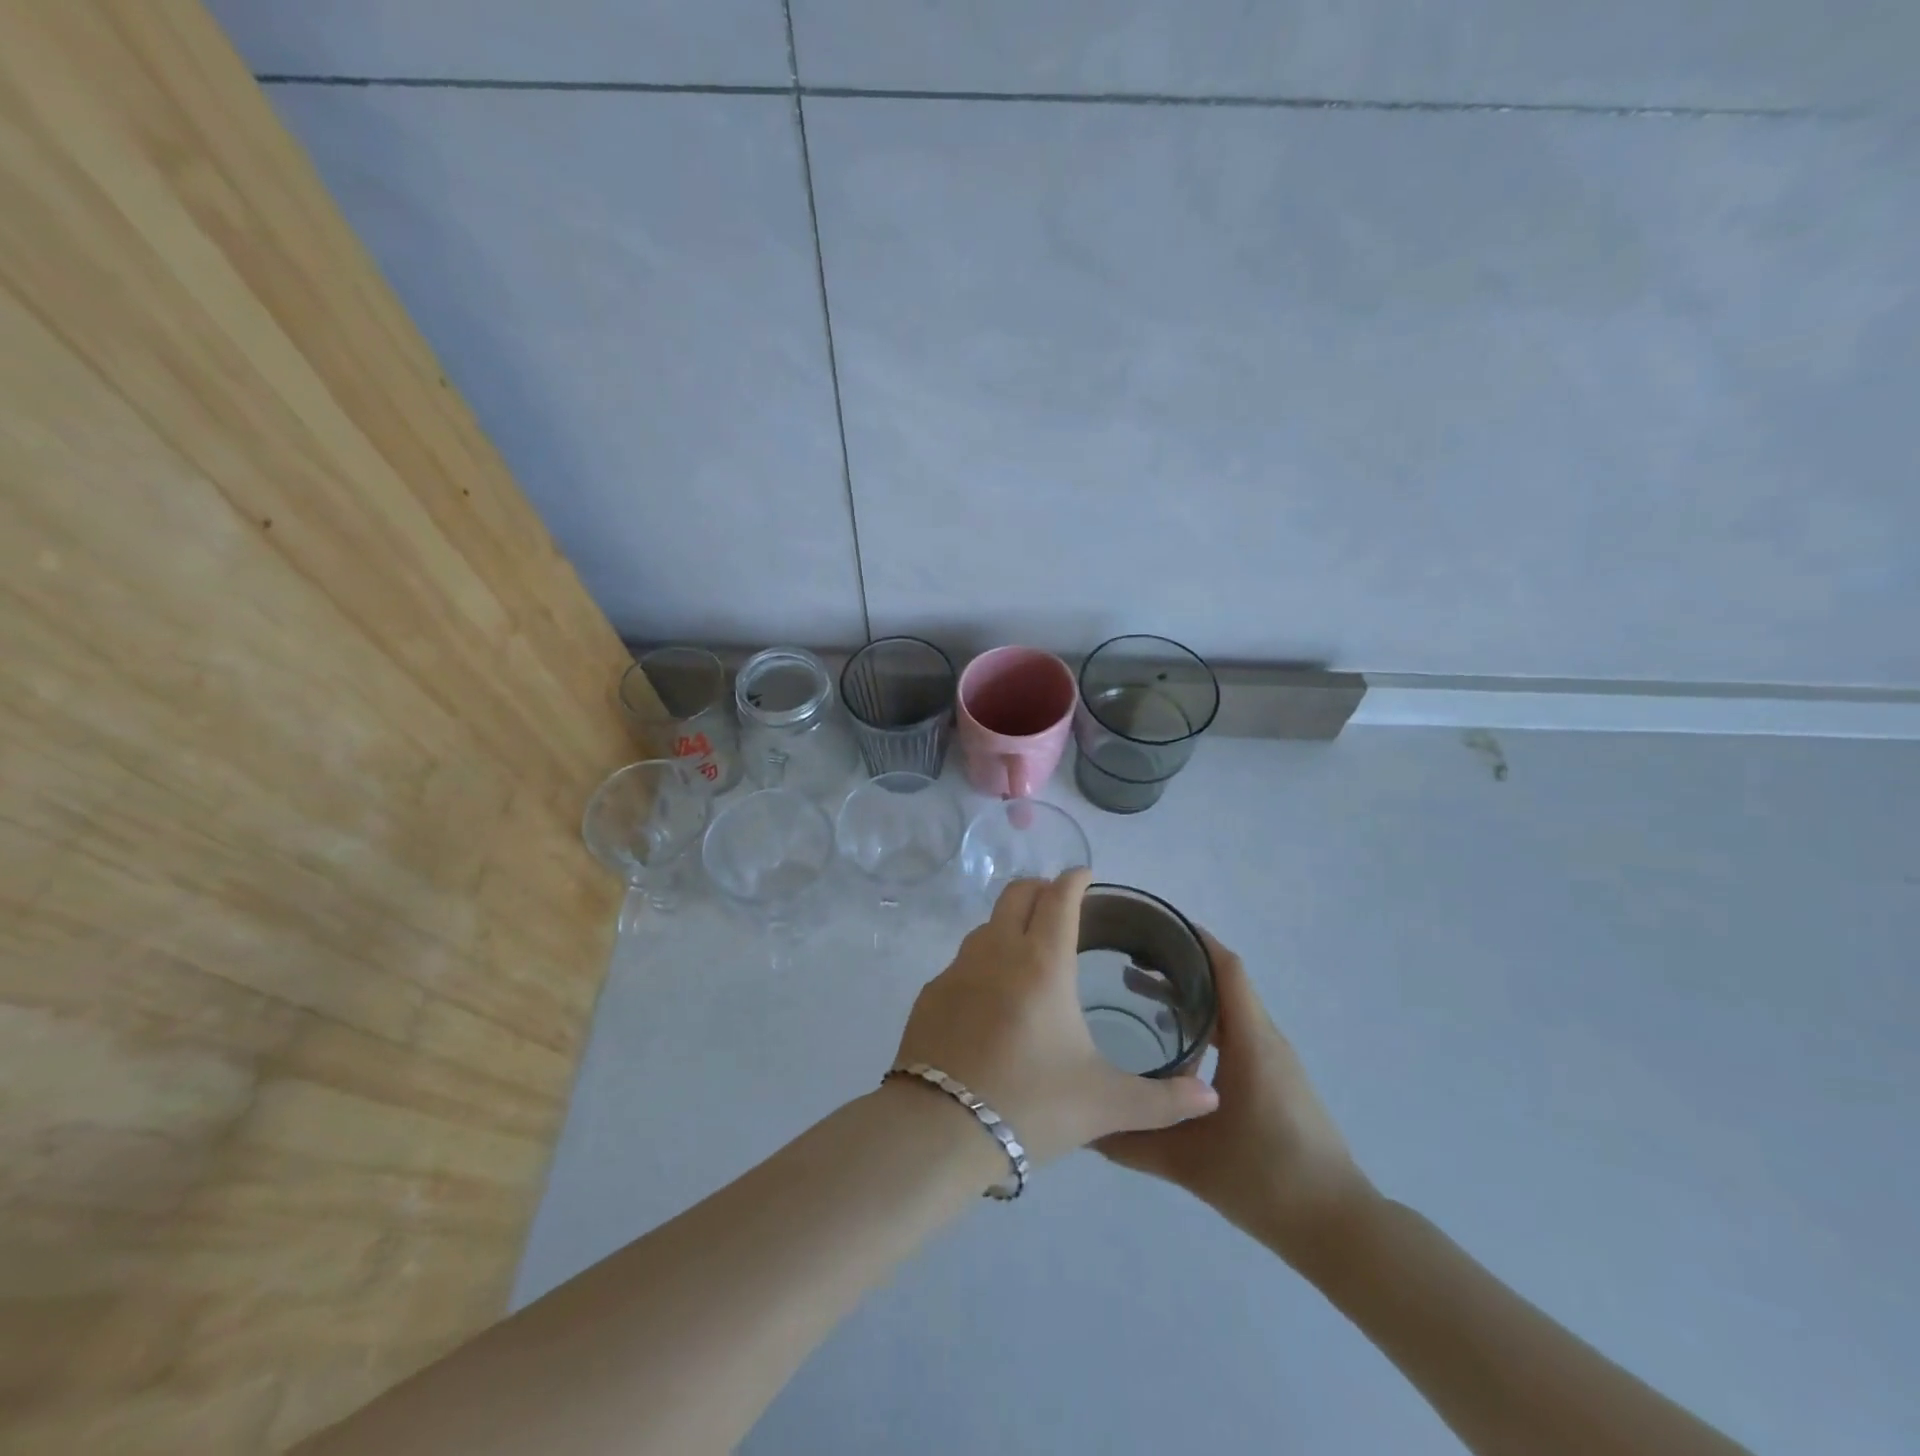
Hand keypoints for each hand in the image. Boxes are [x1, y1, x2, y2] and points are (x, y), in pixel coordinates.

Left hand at [891, 869, 1218, 1170]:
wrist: (938, 1130)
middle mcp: (997, 952)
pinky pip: (962, 962)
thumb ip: (1162, 1101)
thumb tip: (1212, 1098)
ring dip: (1010, 923)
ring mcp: (957, 970)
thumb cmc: (1030, 1104)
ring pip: (986, 925)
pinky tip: (992, 999)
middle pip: (1017, 894)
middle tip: (1060, 904)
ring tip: (1029, 951)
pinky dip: (983, 962)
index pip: (1059, 897)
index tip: (1086, 875)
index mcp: (1043, 963)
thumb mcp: (1104, 1105)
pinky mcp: (931, 994)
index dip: (1075, 879)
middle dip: (1041, 888)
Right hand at [1097, 930, 1374, 1268]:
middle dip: (1176, 963)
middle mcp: (1266, 1039)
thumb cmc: (1267, 1181)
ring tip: (1138, 992)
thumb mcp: (1189, 1162)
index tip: (1151, 924)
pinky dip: (1203, 1020)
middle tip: (1126, 957)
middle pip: (1223, 981)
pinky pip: (1237, 1030)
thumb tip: (1083, 1125)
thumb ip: (1132, 1141)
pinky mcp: (1276, 1080)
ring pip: (1229, 1006)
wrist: (1339, 1229)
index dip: (1193, 939)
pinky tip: (1173, 1042)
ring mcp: (1275, 1059)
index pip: (1226, 968)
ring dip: (1188, 992)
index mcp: (1251, 1042)